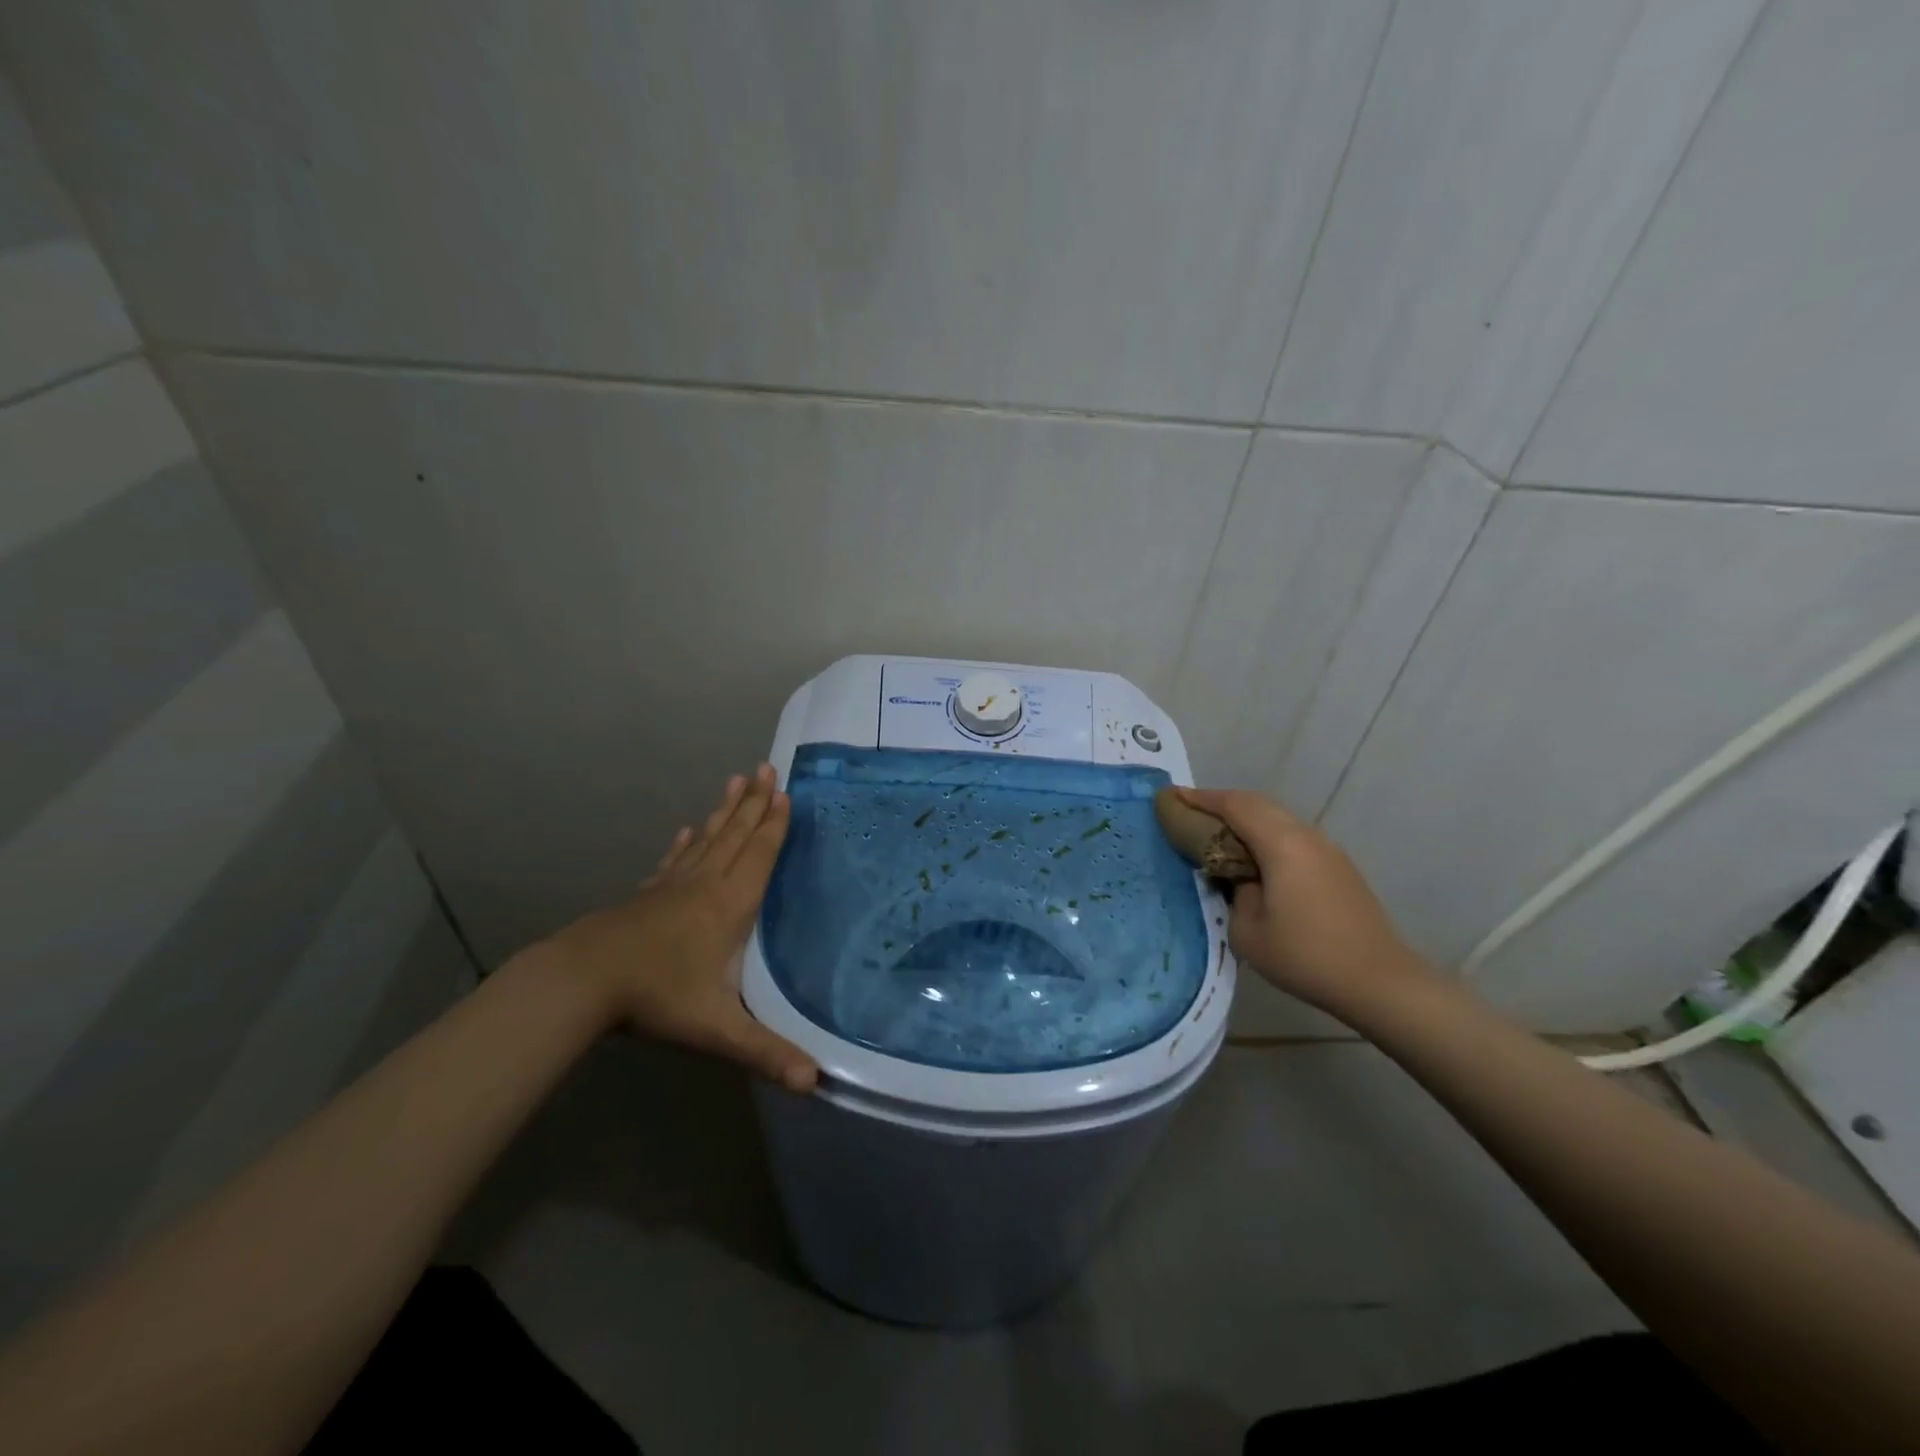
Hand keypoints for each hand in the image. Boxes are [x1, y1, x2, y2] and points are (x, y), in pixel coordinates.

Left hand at [528, 764, 818, 1091]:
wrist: (581, 982)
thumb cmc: (656, 996)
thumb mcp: (717, 1028)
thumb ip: (766, 1051)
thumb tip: (815, 1081)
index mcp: (729, 905)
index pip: (759, 855)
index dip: (775, 824)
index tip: (785, 791)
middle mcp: (704, 885)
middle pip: (736, 836)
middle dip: (754, 803)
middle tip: (766, 768)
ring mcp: (672, 887)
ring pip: (707, 840)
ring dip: (725, 812)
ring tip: (736, 782)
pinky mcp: (646, 896)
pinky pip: (674, 860)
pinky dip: (685, 843)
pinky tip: (687, 830)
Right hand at [1174, 787, 1429, 1014]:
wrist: (1379, 982)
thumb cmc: (1306, 955)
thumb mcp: (1248, 931)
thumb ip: (1234, 894)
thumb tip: (1240, 879)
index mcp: (1282, 844)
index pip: (1234, 805)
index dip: (1201, 798)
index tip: (1173, 797)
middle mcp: (1306, 836)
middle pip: (1257, 804)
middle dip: (1221, 803)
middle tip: (1190, 813)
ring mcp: (1327, 850)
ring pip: (1278, 819)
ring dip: (1246, 820)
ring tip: (1217, 835)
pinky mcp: (1338, 868)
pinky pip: (1292, 837)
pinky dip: (1265, 836)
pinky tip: (1254, 860)